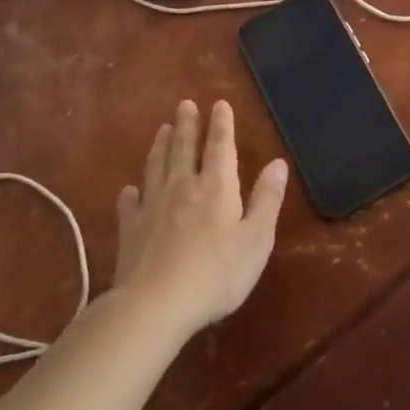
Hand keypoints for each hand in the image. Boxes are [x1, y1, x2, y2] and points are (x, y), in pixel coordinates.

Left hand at [113, 99, 287, 333]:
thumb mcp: (256, 239)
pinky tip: (130, 188)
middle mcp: (183, 187)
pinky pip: (130, 203)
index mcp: (216, 186)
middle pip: (184, 148)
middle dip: (186, 125)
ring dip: (160, 146)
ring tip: (162, 129)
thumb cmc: (216, 273)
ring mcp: (152, 207)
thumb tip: (279, 163)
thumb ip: (267, 199)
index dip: (221, 124)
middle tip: (184, 104)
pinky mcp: (131, 230)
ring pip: (156, 167)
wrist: (155, 305)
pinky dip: (131, 191)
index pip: (220, 146)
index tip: (219, 104)